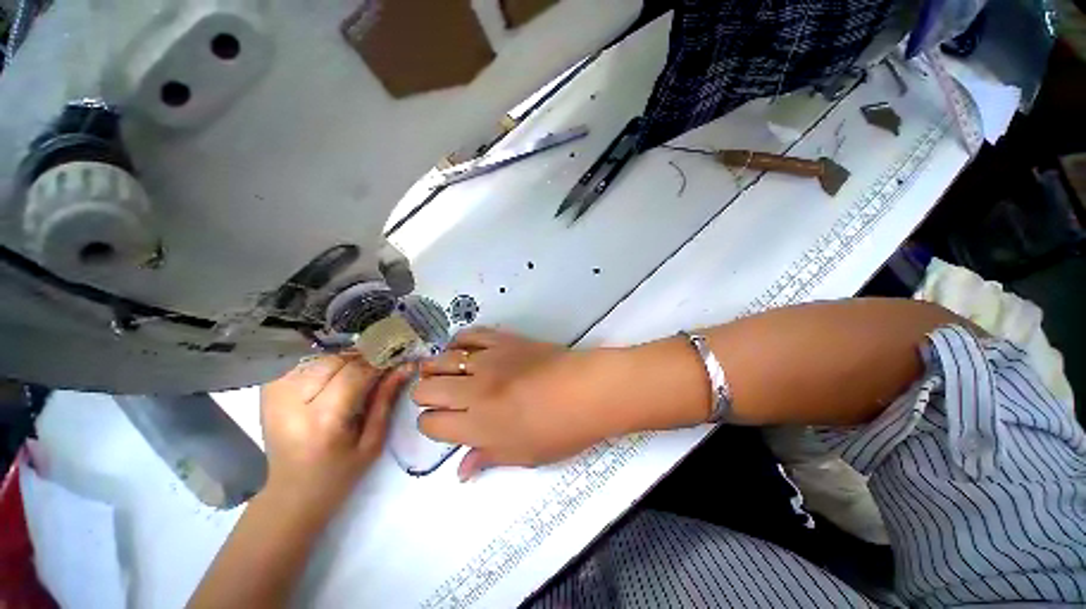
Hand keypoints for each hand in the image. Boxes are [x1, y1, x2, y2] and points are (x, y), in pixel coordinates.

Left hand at [260, 356, 409, 510]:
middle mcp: (292, 402)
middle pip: (336, 359)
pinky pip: (302, 361)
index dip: (380, 361)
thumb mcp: (373, 441)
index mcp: (322, 420)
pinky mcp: (268, 391)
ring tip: (359, 372)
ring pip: (320, 356)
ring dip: (345, 359)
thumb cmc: (339, 473)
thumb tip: (406, 365)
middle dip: (364, 358)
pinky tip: (335, 374)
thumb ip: (387, 398)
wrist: (290, 493)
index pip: (356, 372)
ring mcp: (275, 394)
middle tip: (381, 366)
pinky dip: (324, 362)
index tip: (399, 358)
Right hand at [414, 328, 618, 480]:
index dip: (431, 425)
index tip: (443, 424)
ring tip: (446, 373)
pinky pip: (470, 335)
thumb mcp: (524, 455)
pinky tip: (463, 350)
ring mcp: (488, 360)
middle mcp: (474, 390)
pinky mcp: (503, 340)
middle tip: (441, 399)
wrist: (587, 390)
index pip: (430, 423)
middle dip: (426, 396)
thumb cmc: (560, 430)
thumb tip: (461, 471)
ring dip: (437, 368)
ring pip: (442, 359)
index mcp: (477, 425)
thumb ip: (487, 458)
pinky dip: (460, 342)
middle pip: (426, 388)